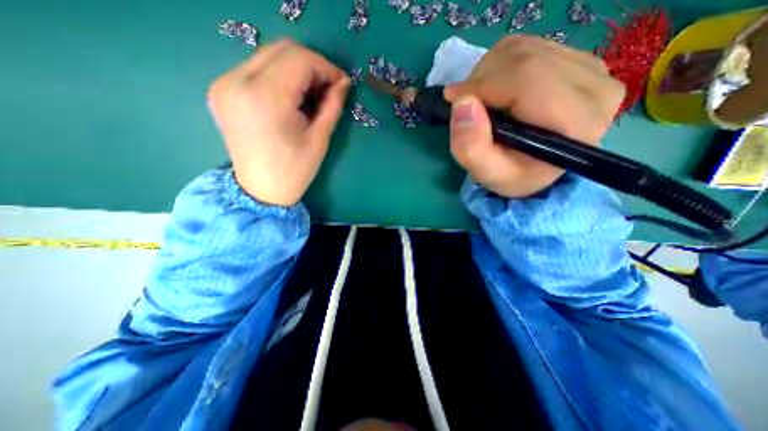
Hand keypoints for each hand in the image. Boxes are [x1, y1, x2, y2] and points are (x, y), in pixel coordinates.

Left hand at [209, 39, 353, 207]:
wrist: (261, 190)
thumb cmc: (294, 170)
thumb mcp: (319, 139)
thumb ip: (332, 106)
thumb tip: (344, 82)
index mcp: (266, 98)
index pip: (300, 60)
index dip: (326, 68)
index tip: (341, 84)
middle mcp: (238, 81)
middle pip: (283, 50)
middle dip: (312, 66)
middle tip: (327, 89)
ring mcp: (225, 83)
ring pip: (269, 56)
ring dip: (296, 70)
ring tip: (310, 95)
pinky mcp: (222, 89)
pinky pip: (256, 68)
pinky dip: (279, 76)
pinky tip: (289, 98)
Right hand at [445, 36, 622, 199]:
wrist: (538, 170)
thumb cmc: (514, 176)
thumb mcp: (487, 174)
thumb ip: (471, 148)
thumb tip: (462, 104)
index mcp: (575, 121)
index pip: (524, 78)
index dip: (481, 84)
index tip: (452, 100)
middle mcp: (595, 86)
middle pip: (524, 58)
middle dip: (481, 78)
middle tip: (465, 104)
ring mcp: (591, 68)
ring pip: (524, 48)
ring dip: (489, 72)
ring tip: (481, 100)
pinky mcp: (580, 60)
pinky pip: (529, 46)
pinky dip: (501, 65)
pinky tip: (496, 90)